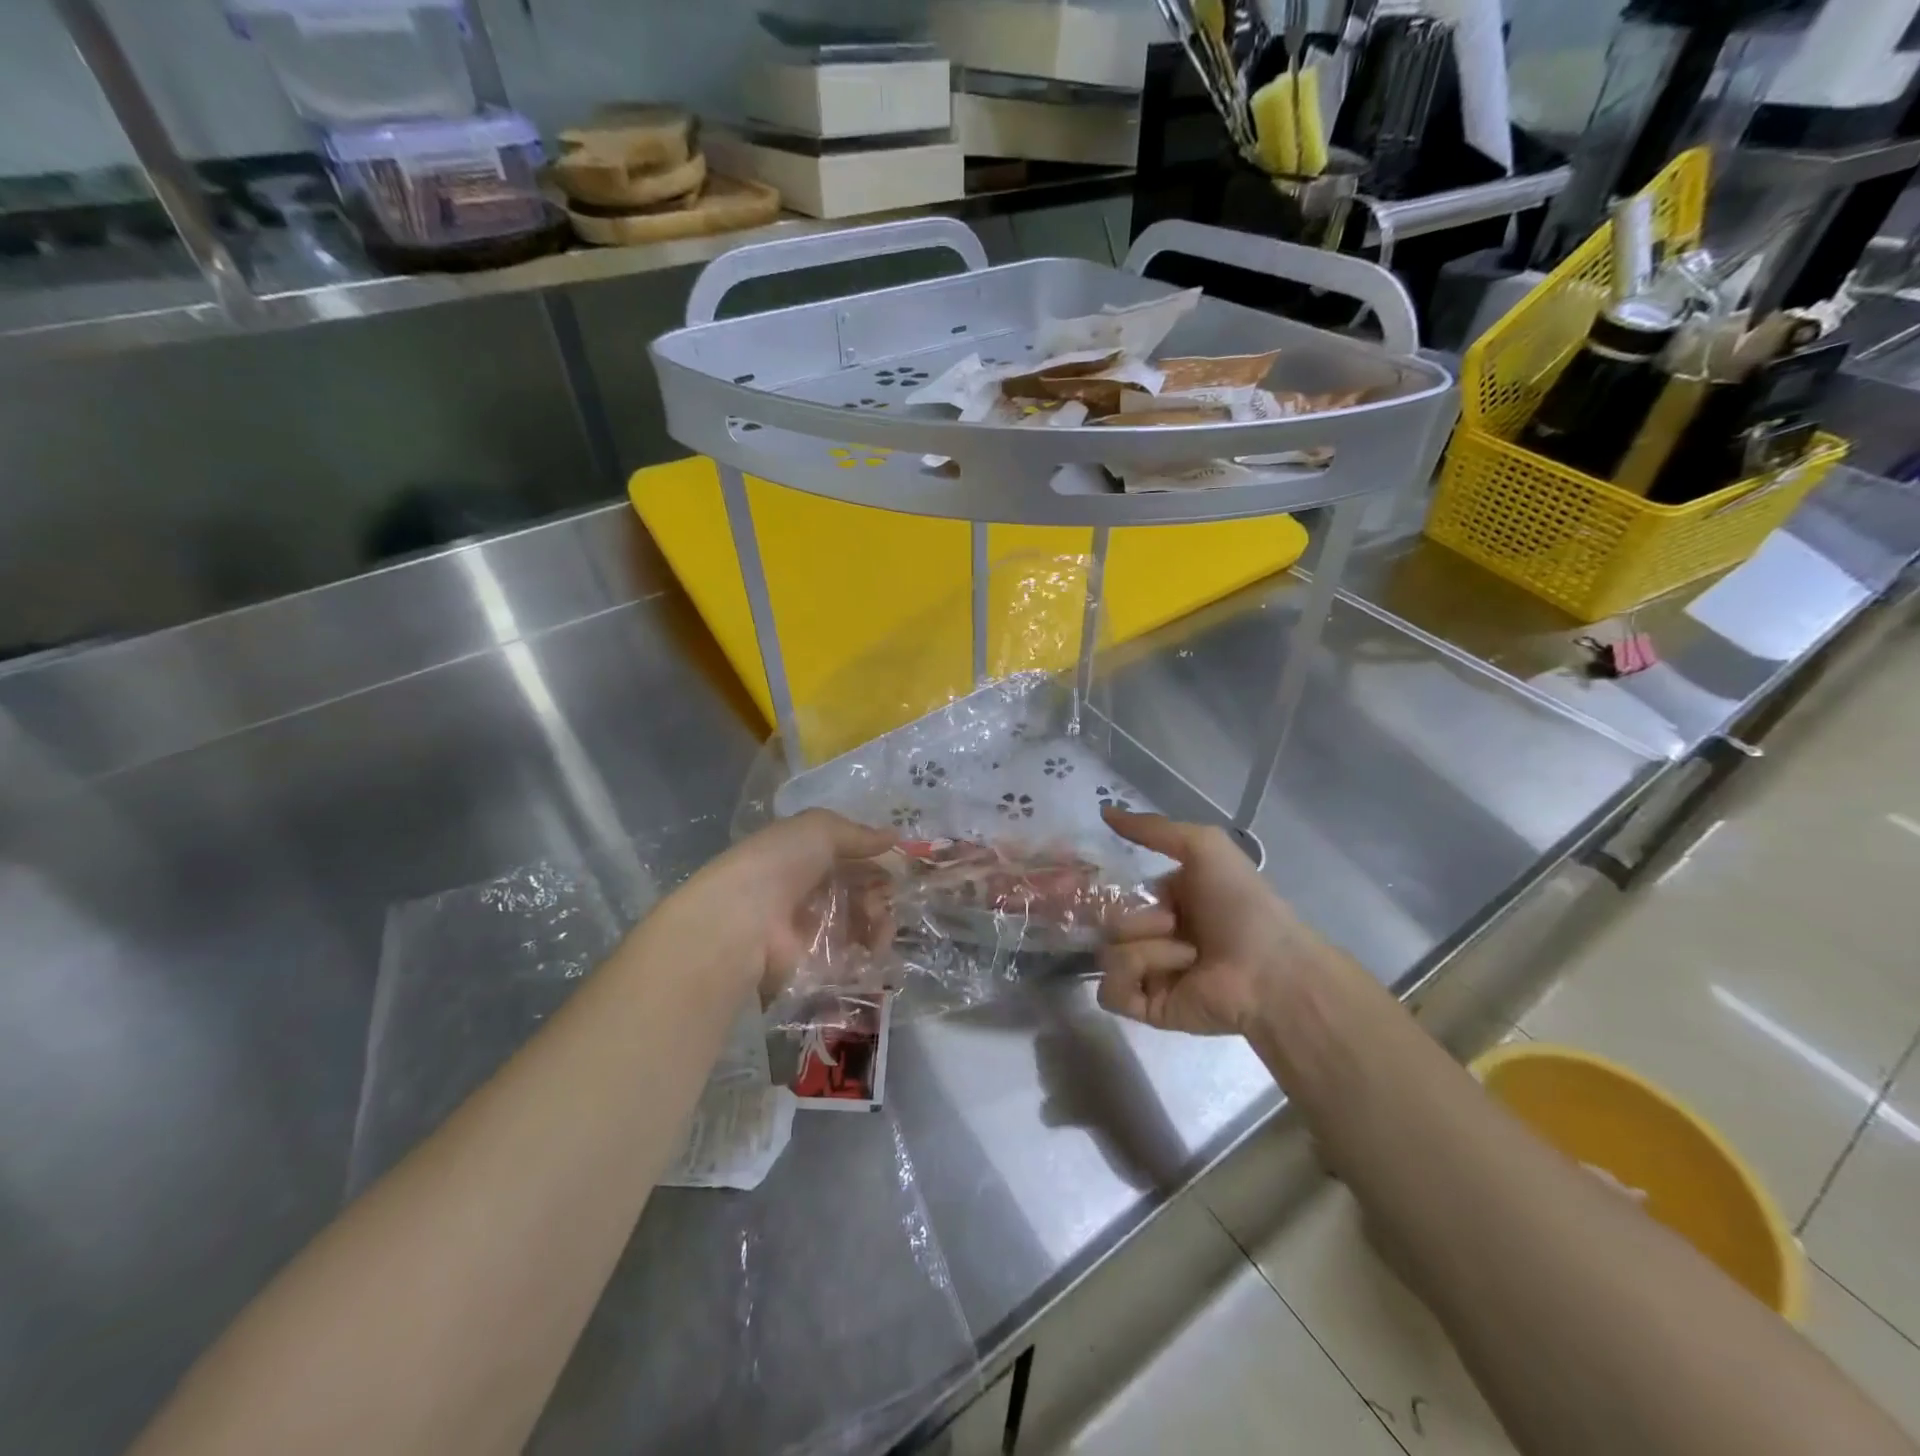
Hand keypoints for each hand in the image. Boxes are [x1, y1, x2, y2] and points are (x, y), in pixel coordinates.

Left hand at [669, 809, 895, 991]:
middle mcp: (810, 892)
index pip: (852, 859)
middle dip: (881, 893)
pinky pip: (856, 957)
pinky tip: (875, 947)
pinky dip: (871, 951)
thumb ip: (858, 834)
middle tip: (882, 898)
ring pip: (863, 924)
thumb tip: (895, 837)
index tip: (898, 867)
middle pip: (861, 892)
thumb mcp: (819, 829)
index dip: (877, 861)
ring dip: (881, 921)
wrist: (743, 920)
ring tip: (877, 924)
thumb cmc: (779, 864)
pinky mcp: (818, 966)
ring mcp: (814, 930)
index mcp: (806, 857)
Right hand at [1097, 809, 1344, 1036]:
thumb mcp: (1202, 846)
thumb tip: (1104, 811)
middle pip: (1107, 923)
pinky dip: (1135, 975)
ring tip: (1187, 954)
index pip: (1117, 894)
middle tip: (1171, 922)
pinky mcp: (1147, 1007)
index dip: (1110, 888)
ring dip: (1146, 948)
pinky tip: (1170, 973)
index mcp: (1166, 902)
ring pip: (1107, 953)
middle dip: (1135, 918)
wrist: (1270, 969)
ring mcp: (1149, 973)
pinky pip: (1110, 990)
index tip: (1107, 883)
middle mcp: (1155, 936)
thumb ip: (1152, 828)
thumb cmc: (1241, 903)